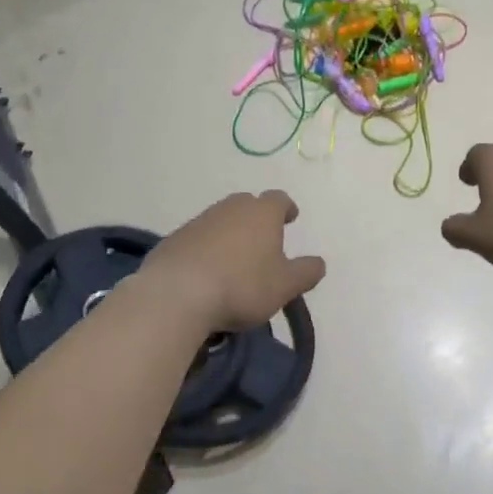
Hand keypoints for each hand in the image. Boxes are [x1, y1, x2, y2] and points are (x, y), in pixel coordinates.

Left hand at [139, 191, 325, 333]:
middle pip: (248, 205)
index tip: (291, 218)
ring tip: (235, 260)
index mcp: (262, 213)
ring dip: (231, 234)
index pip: (279, 199)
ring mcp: (199, 221)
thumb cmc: (242, 285)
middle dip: (257, 218)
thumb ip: (306, 272)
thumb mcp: (285, 285)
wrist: (177, 294)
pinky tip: (207, 271)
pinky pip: (198, 238)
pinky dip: (207, 249)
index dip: (287, 208)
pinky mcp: (174, 239)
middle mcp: (230, 208)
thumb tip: (318, 262)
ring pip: (221, 220)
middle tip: (264, 239)